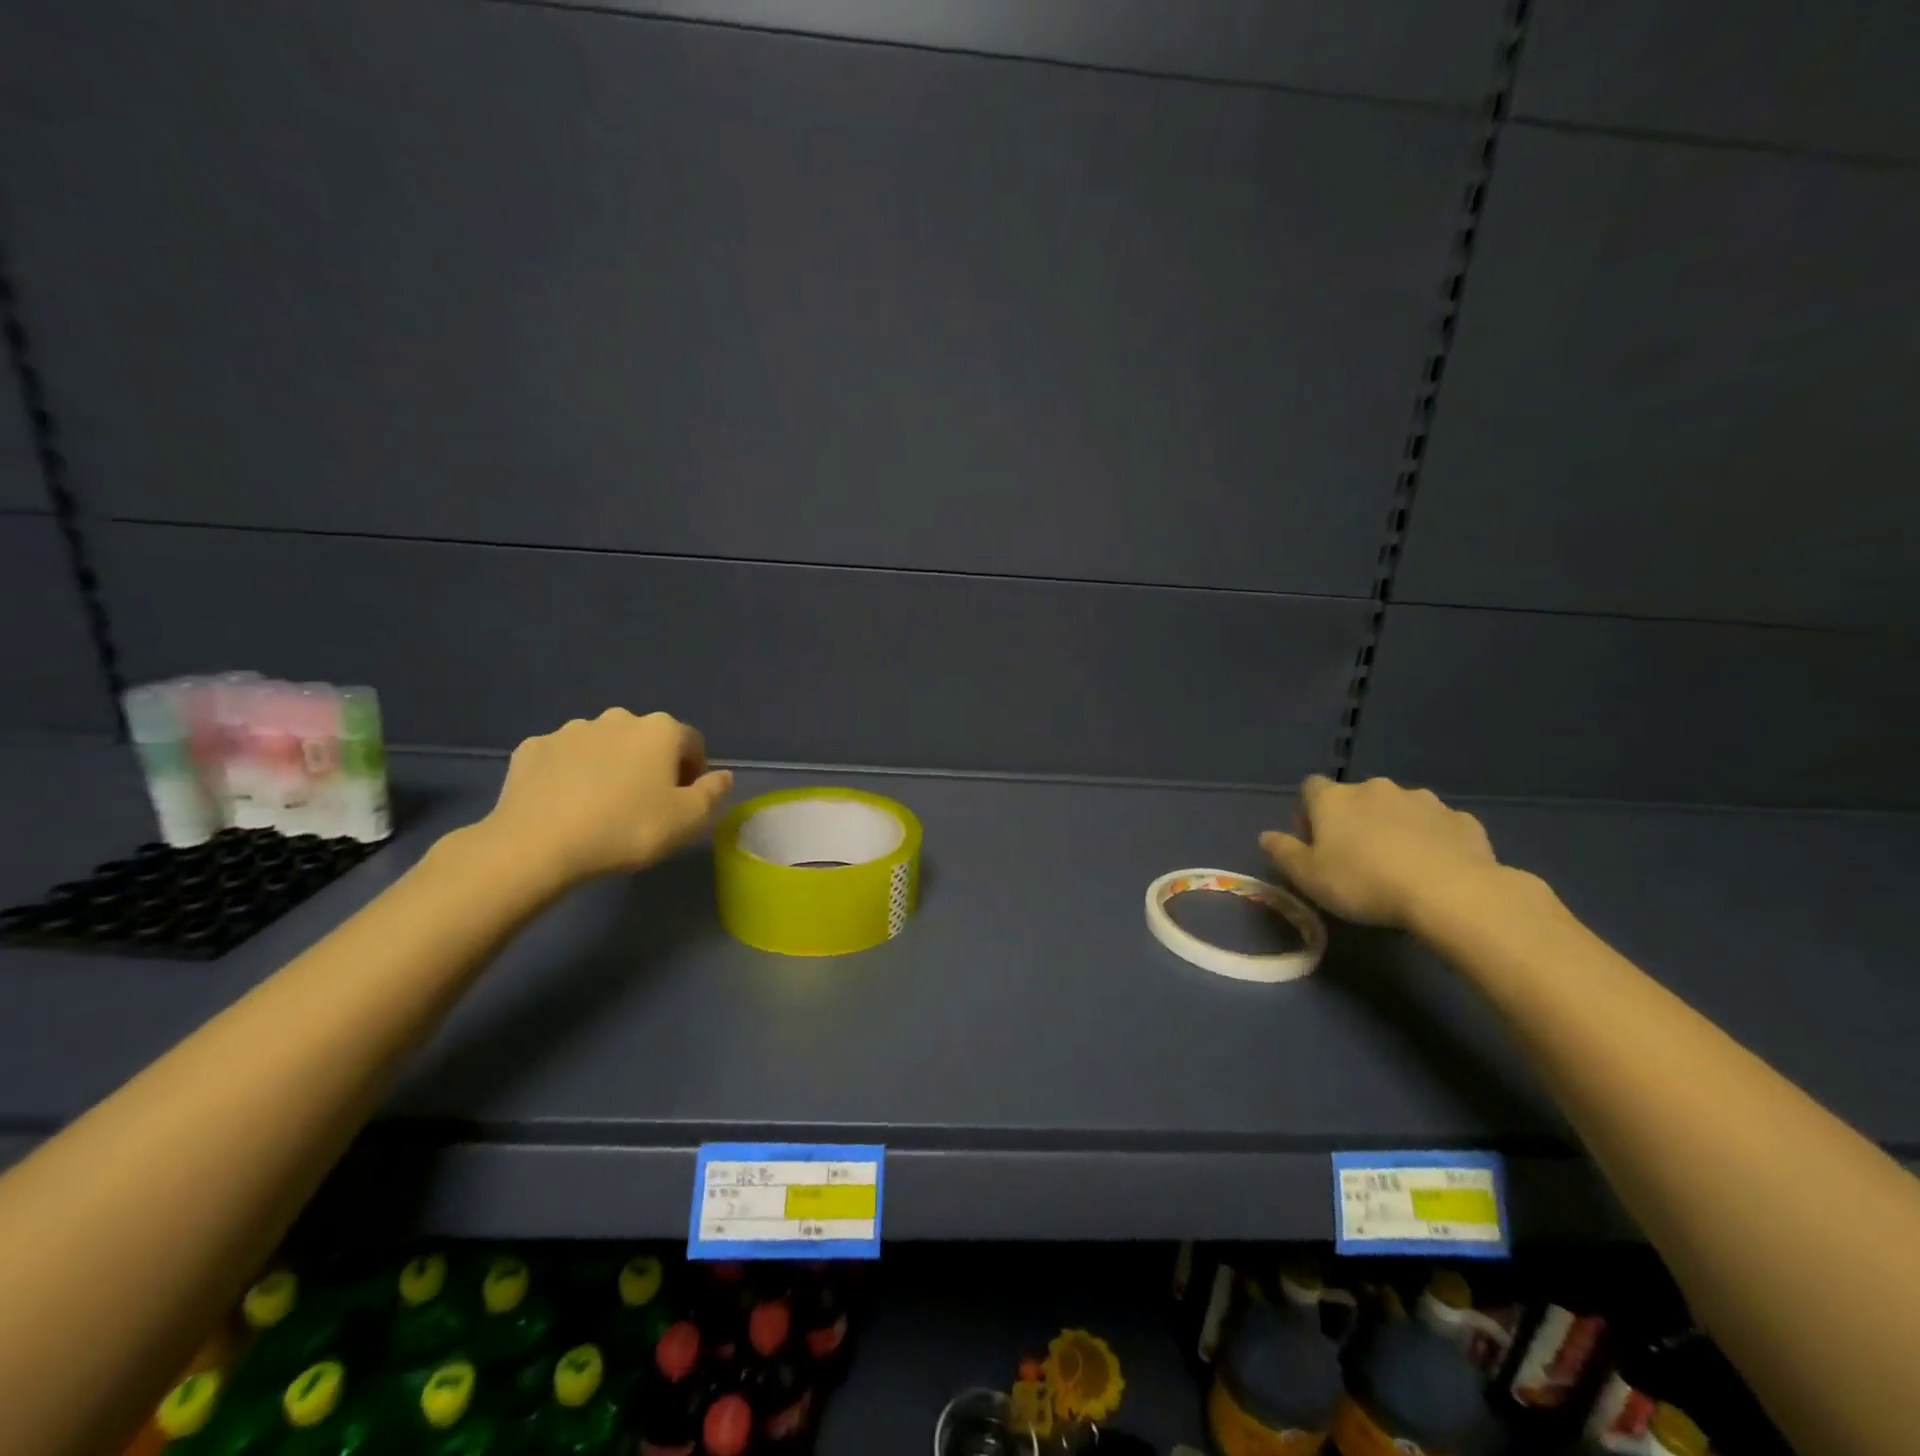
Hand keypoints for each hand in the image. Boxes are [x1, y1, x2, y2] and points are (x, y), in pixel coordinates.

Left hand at [480, 709, 733, 885]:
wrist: (537, 844)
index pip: (692, 743)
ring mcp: (570, 730)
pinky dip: (570, 774)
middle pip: (646, 740)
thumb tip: (723, 776)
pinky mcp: (532, 748)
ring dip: (610, 767)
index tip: (683, 802)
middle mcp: (618, 718)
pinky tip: (566, 804)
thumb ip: (713, 793)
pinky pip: (563, 758)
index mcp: (660, 730)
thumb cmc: (626, 828)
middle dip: (650, 765)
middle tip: (643, 805)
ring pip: (603, 746)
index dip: (694, 772)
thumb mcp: (688, 820)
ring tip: (601, 807)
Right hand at [1260, 775, 1497, 928]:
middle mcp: (1376, 789)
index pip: (1310, 787)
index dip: (1309, 812)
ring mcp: (1423, 800)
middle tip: (1356, 858)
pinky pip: (1438, 826)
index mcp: (1334, 799)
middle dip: (1354, 820)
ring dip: (1394, 827)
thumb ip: (1284, 853)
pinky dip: (1432, 840)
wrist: (1450, 892)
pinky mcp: (1461, 820)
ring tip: (1399, 865)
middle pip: (1356, 798)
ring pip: (1399, 809)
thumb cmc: (1364, 882)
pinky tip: (1435, 868)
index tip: (1314, 841)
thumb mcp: (1309, 877)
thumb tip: (1266, 836)